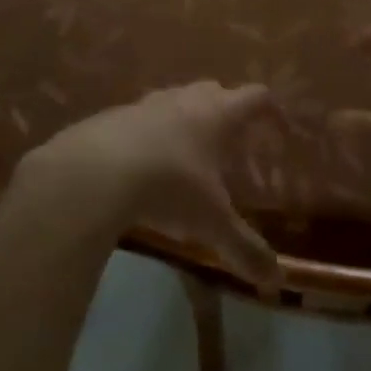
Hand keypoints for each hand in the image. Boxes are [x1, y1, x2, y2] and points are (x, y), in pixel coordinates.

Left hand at [12, 82, 280, 282]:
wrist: (92, 173)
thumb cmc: (167, 187)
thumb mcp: (211, 223)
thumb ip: (244, 248)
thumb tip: (276, 279)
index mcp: (217, 114)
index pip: (255, 97)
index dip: (271, 111)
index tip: (279, 129)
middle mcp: (184, 100)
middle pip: (214, 90)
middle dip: (227, 111)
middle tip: (232, 143)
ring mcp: (145, 104)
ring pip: (175, 100)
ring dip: (186, 119)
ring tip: (187, 154)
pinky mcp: (111, 117)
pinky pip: (139, 119)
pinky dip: (149, 134)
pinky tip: (142, 164)